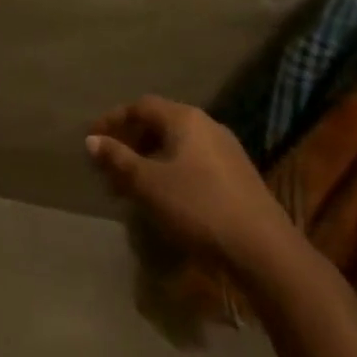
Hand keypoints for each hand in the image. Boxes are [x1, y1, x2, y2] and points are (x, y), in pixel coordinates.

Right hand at [86, 97, 293, 273]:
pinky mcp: (237, 176)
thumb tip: (92, 141)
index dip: (113, 120)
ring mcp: (226, 151)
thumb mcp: (148, 184)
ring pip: (177, 145)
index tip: (92, 139)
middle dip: (130, 143)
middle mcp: (207, 125)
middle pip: (159, 124)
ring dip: (149, 160)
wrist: (263, 249)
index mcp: (185, 119)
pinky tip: (163, 198)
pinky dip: (170, 172)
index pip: (141, 106)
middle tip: (109, 167)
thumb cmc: (198, 206)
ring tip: (131, 187)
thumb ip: (118, 159)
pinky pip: (193, 162)